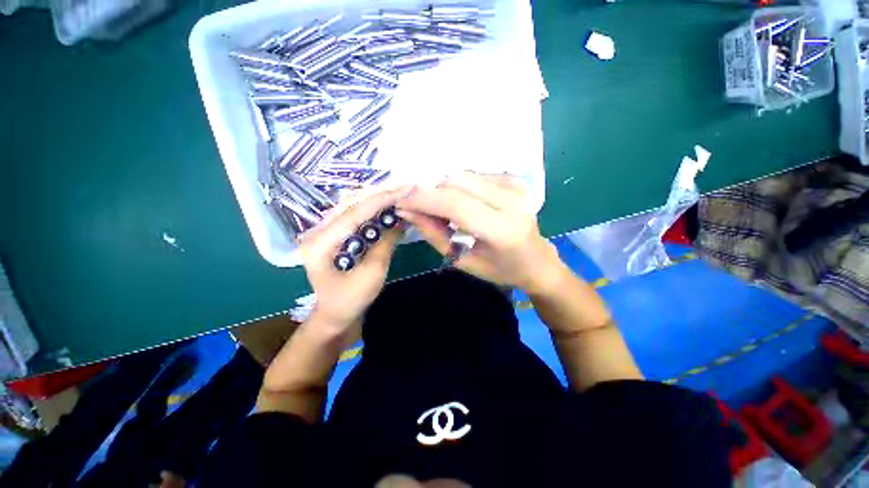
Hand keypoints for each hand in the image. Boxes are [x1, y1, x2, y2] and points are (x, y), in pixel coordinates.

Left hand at [299, 186, 409, 329]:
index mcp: (320, 243)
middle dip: (380, 196)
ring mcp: (322, 231)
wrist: (334, 314)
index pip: (354, 214)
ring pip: (352, 207)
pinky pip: (353, 216)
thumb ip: (385, 244)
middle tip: (405, 189)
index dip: (381, 200)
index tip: (404, 190)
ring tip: (399, 194)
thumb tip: (401, 219)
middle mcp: (316, 231)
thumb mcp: (372, 274)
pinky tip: (386, 207)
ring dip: (376, 201)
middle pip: (351, 205)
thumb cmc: (351, 300)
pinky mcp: (332, 234)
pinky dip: (372, 210)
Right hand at [396, 172, 566, 292]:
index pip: (454, 203)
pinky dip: (458, 188)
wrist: (538, 261)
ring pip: (463, 175)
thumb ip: (435, 234)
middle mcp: (510, 201)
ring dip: (443, 190)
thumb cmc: (501, 270)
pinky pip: (473, 176)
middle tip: (418, 209)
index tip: (399, 201)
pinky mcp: (513, 179)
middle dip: (430, 193)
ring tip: (441, 210)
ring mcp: (514, 186)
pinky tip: (460, 204)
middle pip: (456, 182)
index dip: (423, 199)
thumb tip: (407, 211)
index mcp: (502, 230)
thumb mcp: (463, 261)